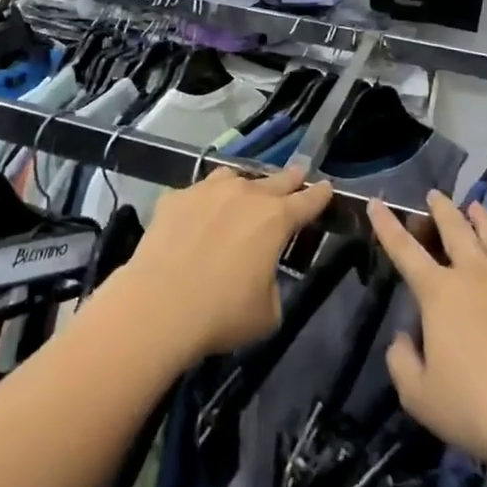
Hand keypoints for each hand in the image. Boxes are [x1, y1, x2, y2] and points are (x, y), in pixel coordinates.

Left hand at [114, 165, 331, 363]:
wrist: (159, 305)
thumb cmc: (222, 313)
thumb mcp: (268, 311)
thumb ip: (272, 283)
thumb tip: (260, 272)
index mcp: (275, 219)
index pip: (306, 201)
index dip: (319, 195)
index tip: (327, 187)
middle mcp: (244, 194)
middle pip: (274, 180)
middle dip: (289, 178)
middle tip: (298, 173)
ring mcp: (206, 191)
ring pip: (233, 177)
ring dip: (245, 184)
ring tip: (246, 190)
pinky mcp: (175, 197)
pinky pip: (198, 192)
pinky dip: (206, 200)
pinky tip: (200, 214)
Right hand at [369, 192, 486, 485]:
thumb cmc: (477, 409)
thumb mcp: (419, 396)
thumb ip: (401, 362)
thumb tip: (403, 338)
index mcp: (438, 292)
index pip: (404, 249)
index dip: (387, 225)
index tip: (377, 202)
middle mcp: (474, 275)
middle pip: (454, 230)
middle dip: (440, 209)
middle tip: (433, 195)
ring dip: (479, 219)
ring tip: (474, 206)